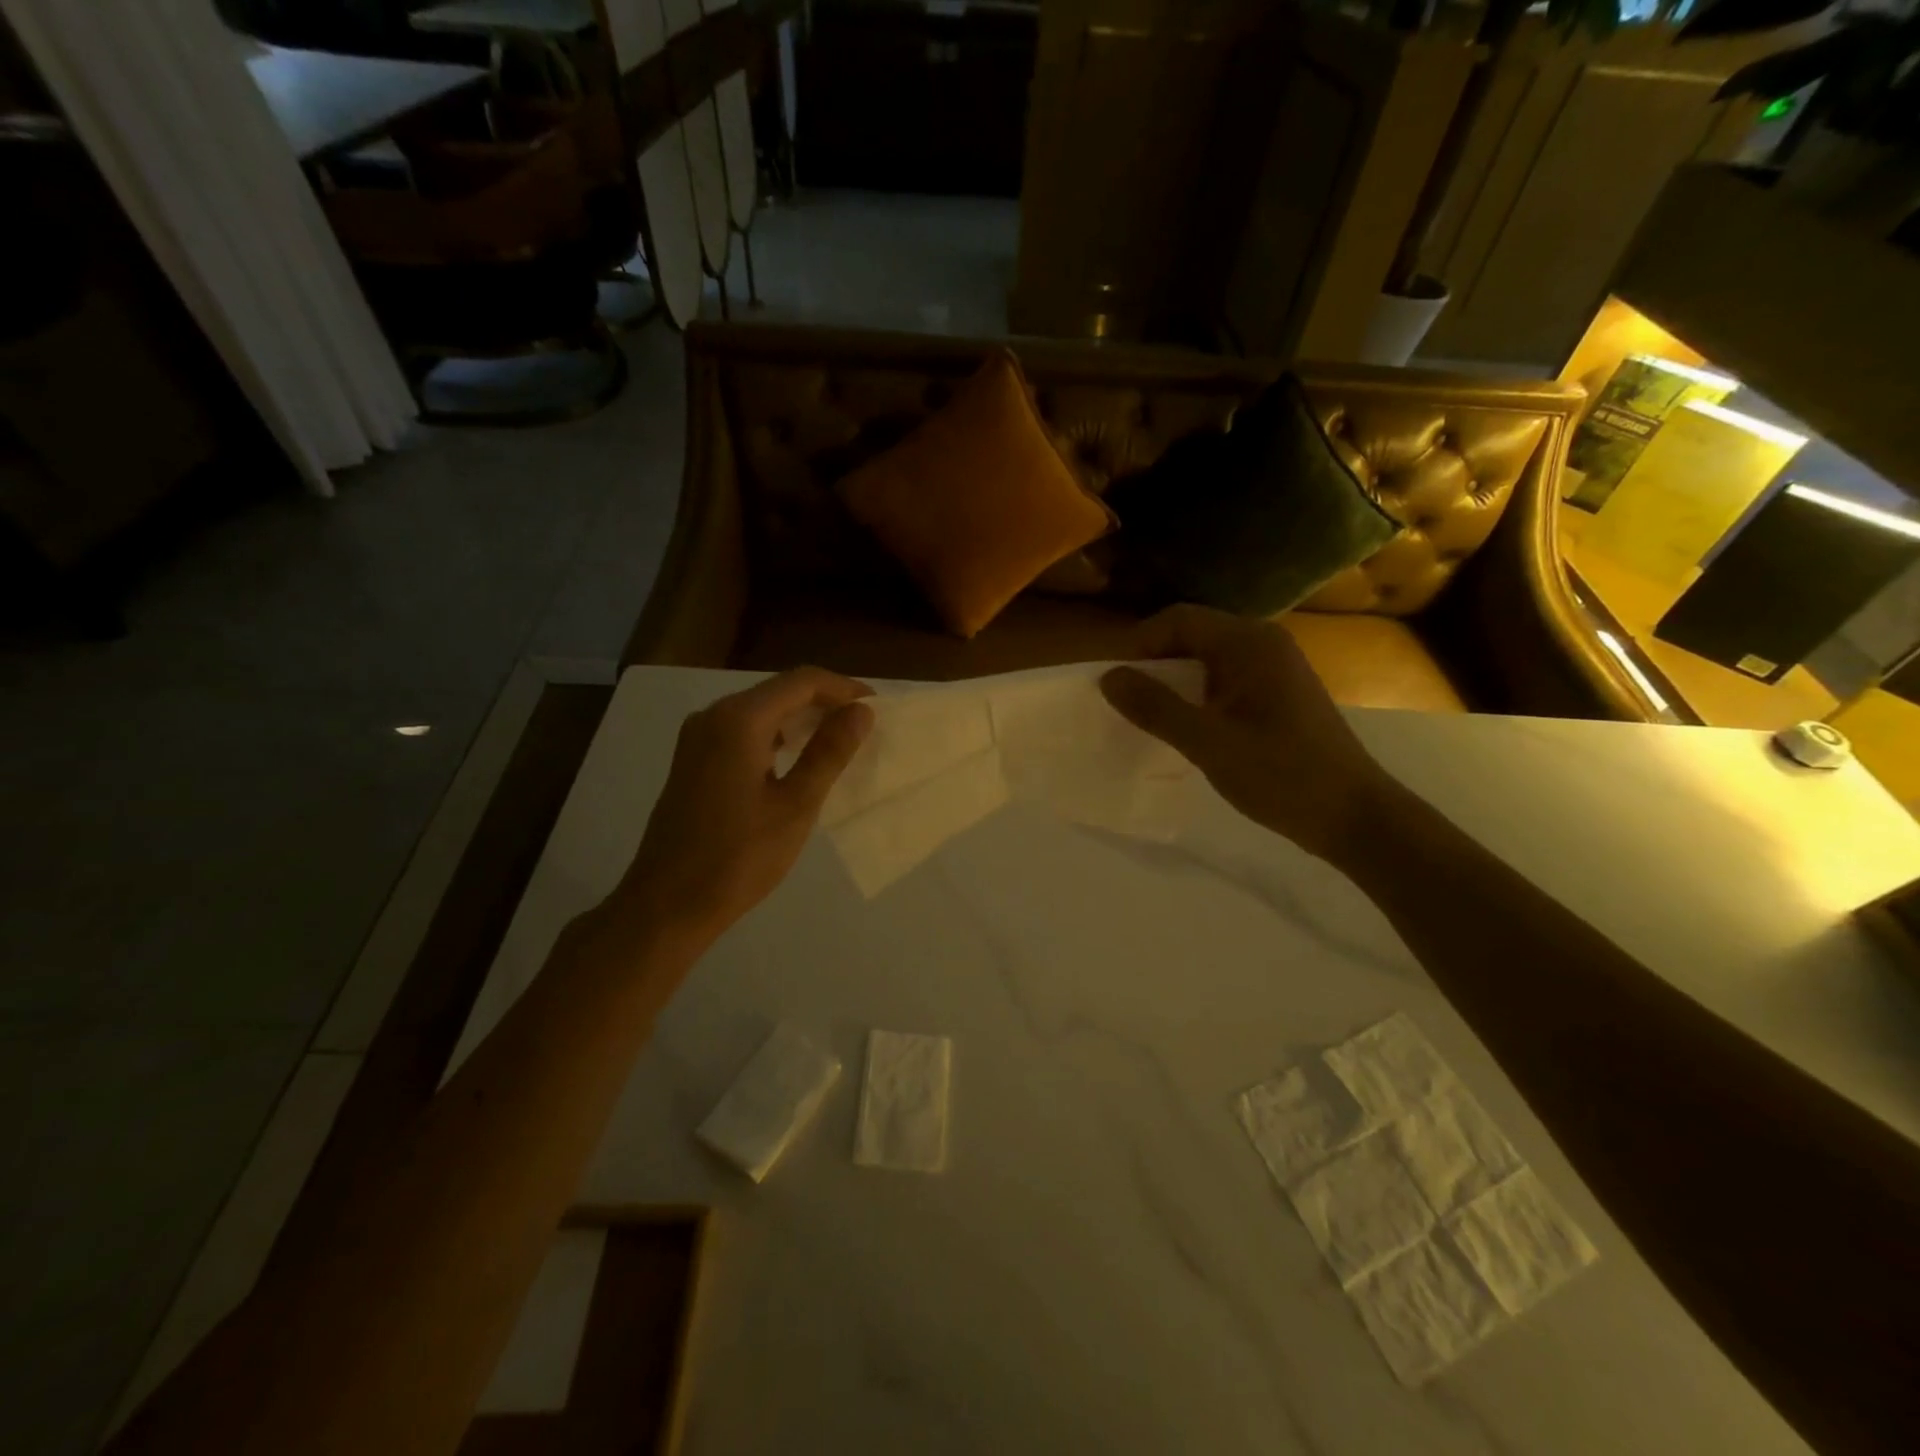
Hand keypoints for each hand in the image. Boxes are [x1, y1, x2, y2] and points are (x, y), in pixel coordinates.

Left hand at [621, 668, 873, 947]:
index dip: (843, 689)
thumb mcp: (796, 805)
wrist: (667, 904)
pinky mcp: (693, 760)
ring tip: (838, 742)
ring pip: (761, 710)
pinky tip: (797, 760)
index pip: (802, 682)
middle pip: (779, 691)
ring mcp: (698, 738)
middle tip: (863, 726)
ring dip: (800, 719)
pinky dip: (776, 736)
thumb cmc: (739, 857)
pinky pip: (742, 731)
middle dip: (824, 702)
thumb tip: (861, 711)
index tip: (877, 708)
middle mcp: (713, 716)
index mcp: (739, 720)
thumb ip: (829, 752)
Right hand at [1100, 605, 1394, 862]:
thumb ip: (1155, 707)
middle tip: (1126, 702)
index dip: (1139, 644)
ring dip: (1174, 682)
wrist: (1353, 816)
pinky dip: (1197, 696)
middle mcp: (1263, 643)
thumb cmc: (1281, 774)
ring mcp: (1274, 669)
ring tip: (1148, 717)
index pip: (1178, 619)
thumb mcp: (1208, 742)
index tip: (1115, 683)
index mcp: (1249, 642)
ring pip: (1206, 660)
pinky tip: (1186, 728)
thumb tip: (1109, 677)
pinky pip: (1224, 681)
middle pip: (1192, 635)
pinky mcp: (1278, 694)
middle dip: (1154, 663)